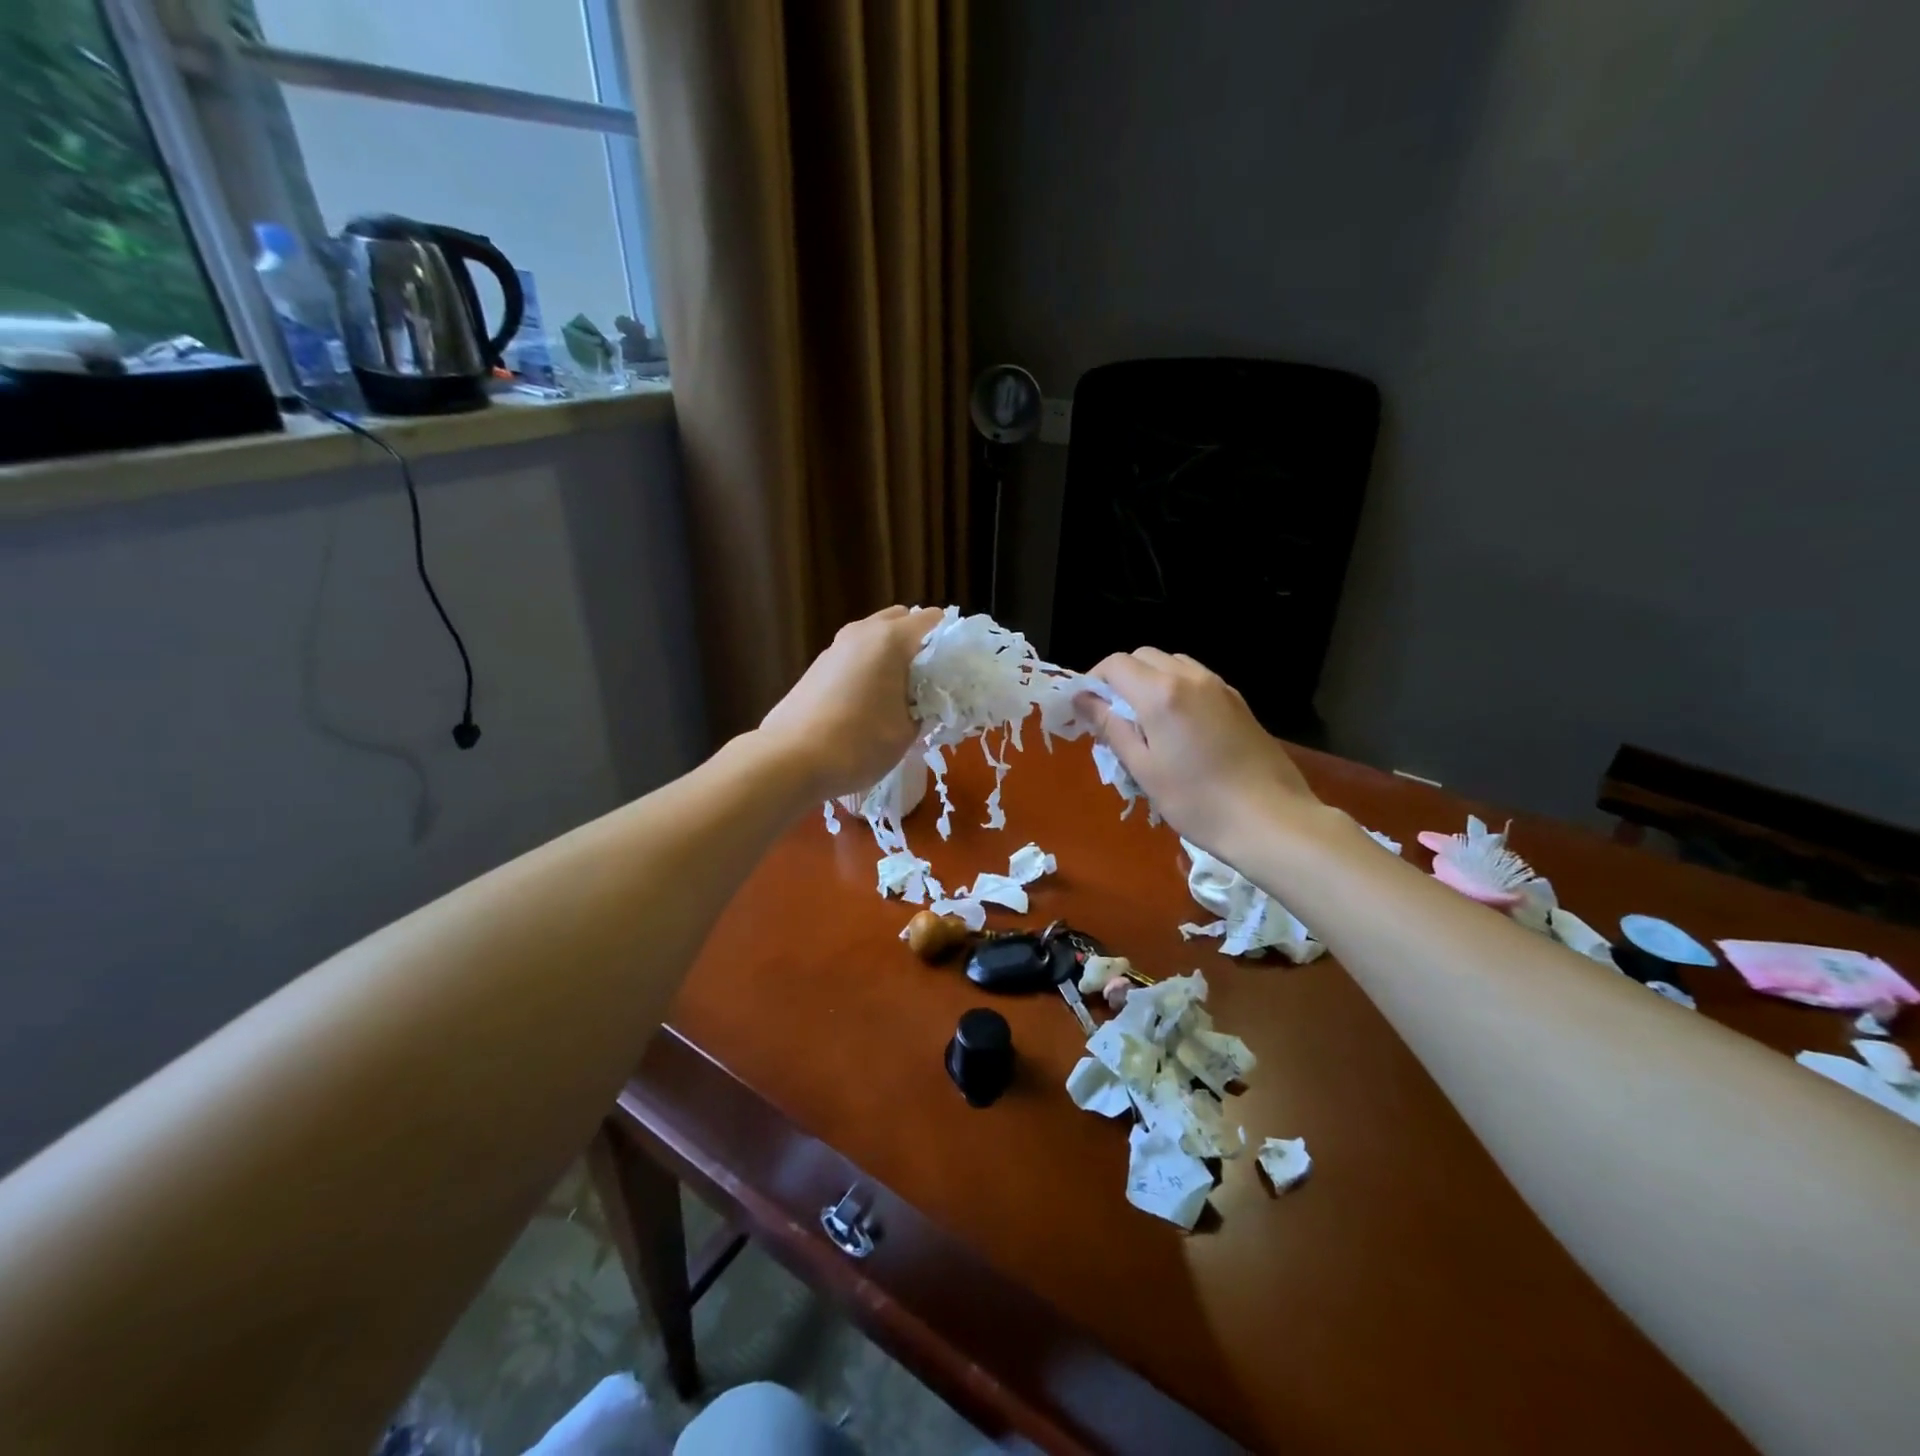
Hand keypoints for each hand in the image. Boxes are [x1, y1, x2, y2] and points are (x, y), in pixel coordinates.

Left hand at [760, 605, 943, 800]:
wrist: (789, 760)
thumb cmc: (858, 743)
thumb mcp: (907, 732)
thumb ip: (926, 707)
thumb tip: (927, 700)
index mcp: (891, 639)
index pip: (933, 620)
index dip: (950, 642)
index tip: (957, 671)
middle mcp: (862, 632)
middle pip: (901, 620)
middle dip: (920, 643)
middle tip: (930, 681)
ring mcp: (835, 646)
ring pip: (875, 637)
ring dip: (892, 655)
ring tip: (901, 694)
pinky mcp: (818, 666)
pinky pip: (856, 655)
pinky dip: (870, 667)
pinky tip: (871, 702)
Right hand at [1078, 648, 1320, 853]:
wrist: (1270, 818)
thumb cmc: (1196, 801)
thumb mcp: (1143, 768)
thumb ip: (1111, 727)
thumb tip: (1083, 700)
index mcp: (1161, 693)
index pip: (1115, 664)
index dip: (1093, 680)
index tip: (1087, 710)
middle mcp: (1190, 677)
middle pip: (1144, 656)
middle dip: (1121, 678)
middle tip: (1113, 716)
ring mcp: (1219, 686)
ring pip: (1172, 663)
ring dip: (1150, 680)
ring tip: (1146, 721)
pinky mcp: (1238, 701)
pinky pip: (1197, 679)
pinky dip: (1177, 689)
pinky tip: (1179, 727)